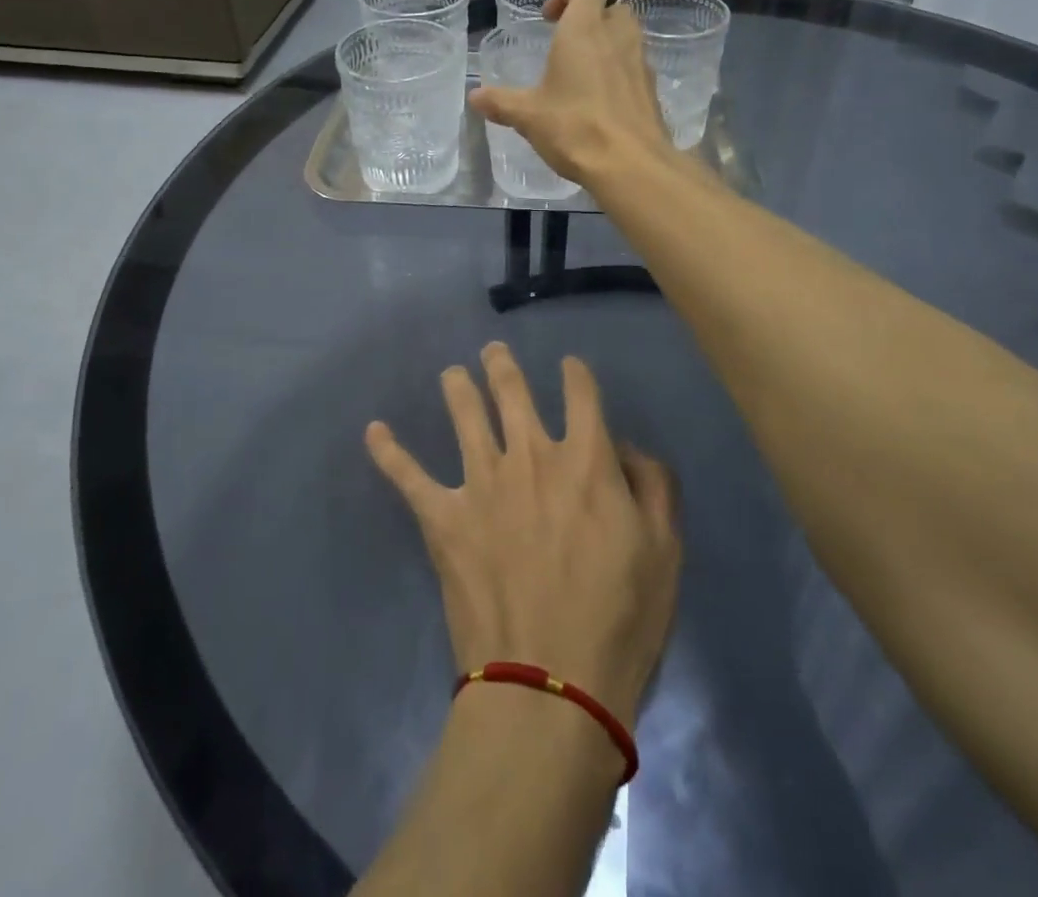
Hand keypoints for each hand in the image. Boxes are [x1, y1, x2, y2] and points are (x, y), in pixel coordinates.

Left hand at [366, 342, 682, 727]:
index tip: (571, 367)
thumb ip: (653, 485)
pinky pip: (408, 477)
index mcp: (586, 460)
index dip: (576, 374)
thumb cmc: (620, 621)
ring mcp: (481, 483)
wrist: (550, 685)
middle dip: (502, 366)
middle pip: (512, 392)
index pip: (581, 394)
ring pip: (465, 416)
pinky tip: (373, 431)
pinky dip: (389, 452)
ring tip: (451, 373)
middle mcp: (531, 455)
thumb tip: (626, 448)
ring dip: (457, 389)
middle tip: (492, 351)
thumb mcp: (664, 551)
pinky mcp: (443, 519)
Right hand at [469, 0, 677, 186]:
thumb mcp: (528, 116)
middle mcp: (618, 36)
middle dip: (590, 19)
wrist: (631, 165)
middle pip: (612, 6)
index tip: (549, 19)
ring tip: (582, 77)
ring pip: (627, 37)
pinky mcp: (652, 89)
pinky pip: (635, 67)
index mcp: (584, 29)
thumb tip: (475, 97)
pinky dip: (619, 74)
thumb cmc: (575, 128)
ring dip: (607, 45)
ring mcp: (641, 62)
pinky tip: (600, 104)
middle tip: (566, 46)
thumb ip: (501, 102)